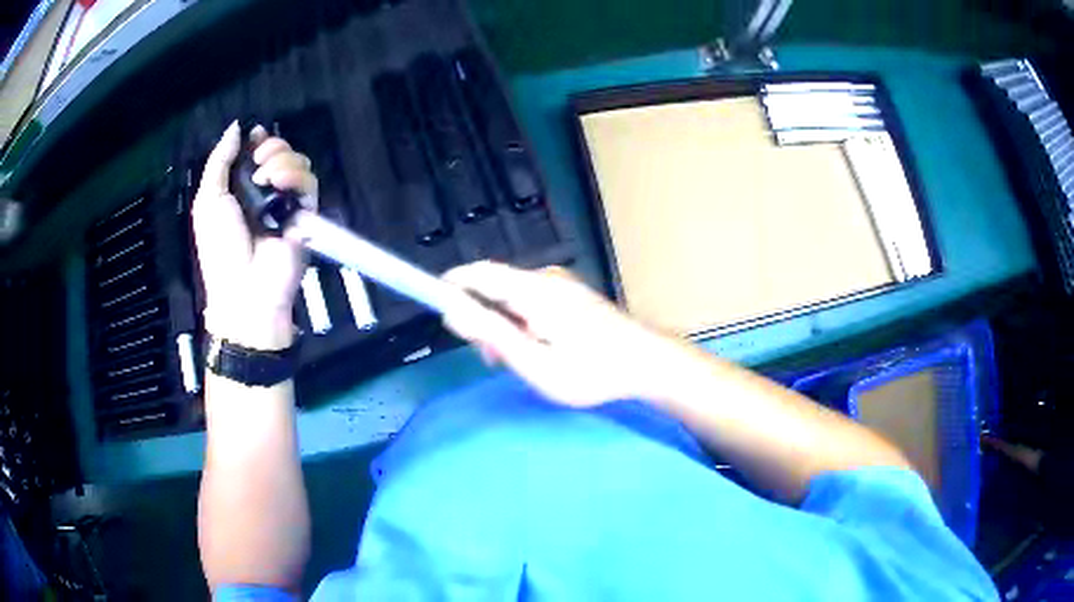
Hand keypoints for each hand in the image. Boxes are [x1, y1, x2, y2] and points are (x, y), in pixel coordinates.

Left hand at [192, 121, 317, 349]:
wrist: (245, 286)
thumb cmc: (220, 247)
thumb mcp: (208, 200)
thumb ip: (219, 161)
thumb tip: (236, 127)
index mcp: (241, 189)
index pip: (256, 153)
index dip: (257, 140)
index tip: (255, 136)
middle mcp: (266, 192)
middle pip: (280, 152)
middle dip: (271, 147)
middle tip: (258, 163)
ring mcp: (287, 203)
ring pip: (297, 162)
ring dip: (282, 160)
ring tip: (265, 178)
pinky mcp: (306, 213)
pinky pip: (309, 182)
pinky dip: (295, 175)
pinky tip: (279, 184)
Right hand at [442, 261, 677, 406]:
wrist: (647, 363)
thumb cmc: (592, 370)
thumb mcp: (535, 363)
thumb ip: (492, 335)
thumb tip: (453, 312)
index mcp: (533, 291)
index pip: (479, 274)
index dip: (452, 284)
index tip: (434, 302)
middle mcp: (545, 279)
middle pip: (495, 287)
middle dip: (483, 318)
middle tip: (491, 359)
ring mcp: (562, 285)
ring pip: (514, 297)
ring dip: (504, 325)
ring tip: (519, 361)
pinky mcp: (572, 295)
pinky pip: (533, 302)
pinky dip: (523, 323)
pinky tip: (538, 349)